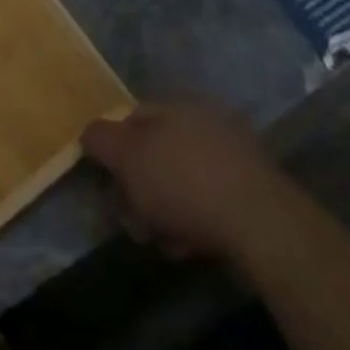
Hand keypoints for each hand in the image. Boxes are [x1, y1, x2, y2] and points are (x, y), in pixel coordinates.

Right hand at [81, 101, 265, 257]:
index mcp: (175, 104)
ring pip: (181, 180)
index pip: (131, 118)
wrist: (260, 223)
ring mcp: (233, 154)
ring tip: (162, 241)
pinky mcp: (253, 190)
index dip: (113, 151)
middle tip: (133, 220)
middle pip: (156, 153)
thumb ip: (101, 139)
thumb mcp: (126, 157)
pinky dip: (195, 220)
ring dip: (165, 209)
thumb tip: (89, 132)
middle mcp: (204, 120)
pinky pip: (209, 200)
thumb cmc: (181, 182)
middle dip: (140, 188)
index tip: (109, 185)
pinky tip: (190, 245)